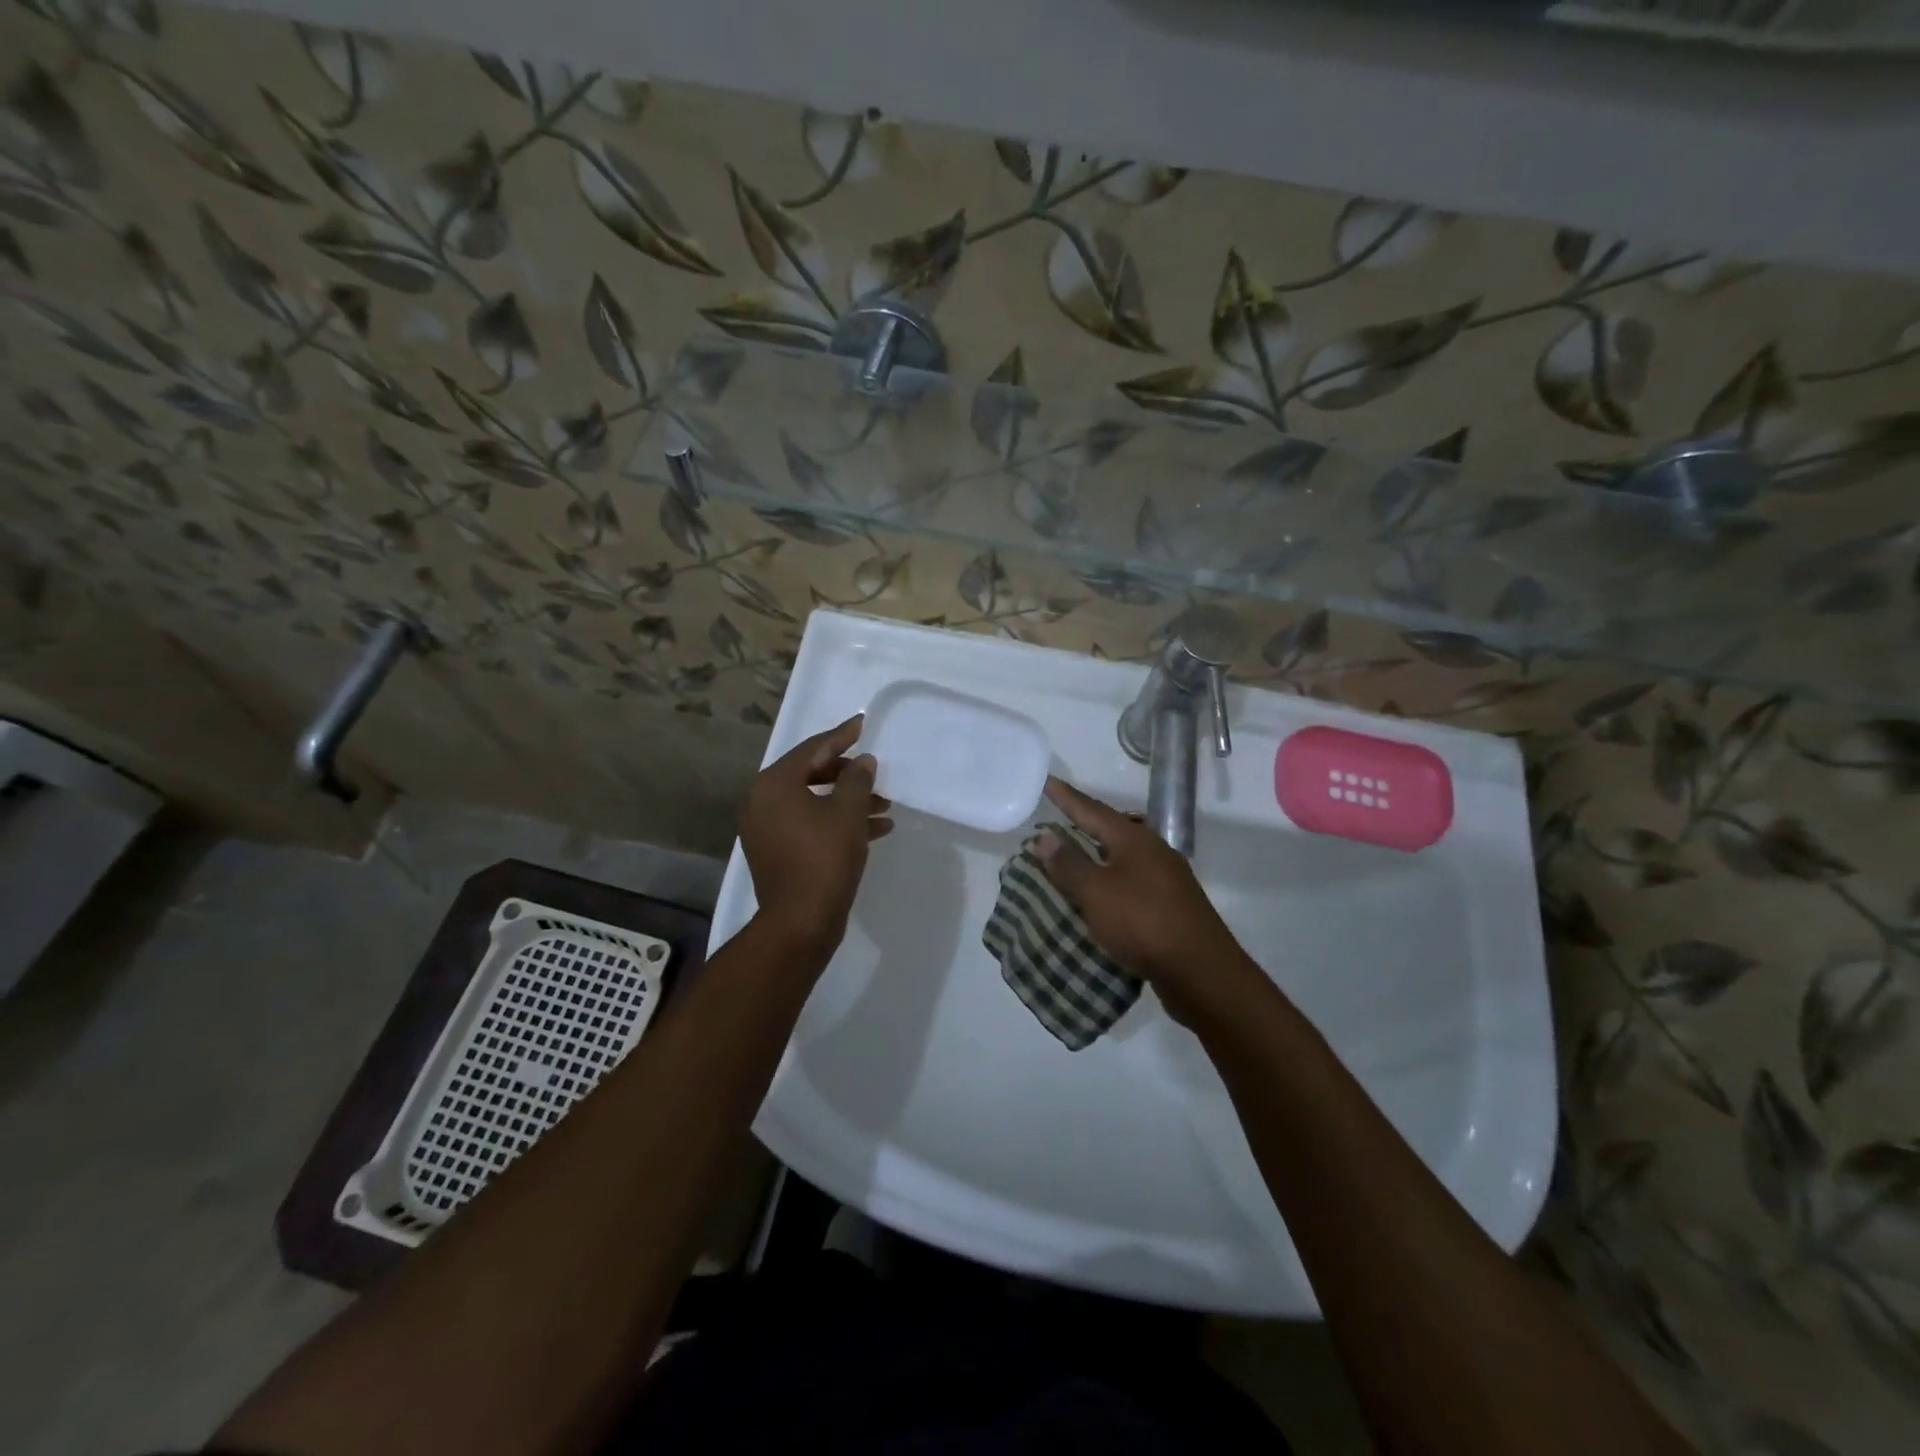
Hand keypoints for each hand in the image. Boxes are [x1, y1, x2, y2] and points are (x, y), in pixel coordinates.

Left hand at [740, 714, 892, 949]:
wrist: (800, 922)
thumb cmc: (824, 859)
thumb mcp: (848, 812)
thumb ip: (857, 779)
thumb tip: (862, 761)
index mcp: (773, 785)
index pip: (812, 749)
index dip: (841, 736)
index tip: (863, 724)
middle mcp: (762, 802)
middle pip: (810, 774)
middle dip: (848, 774)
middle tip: (874, 772)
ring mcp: (767, 829)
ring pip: (813, 802)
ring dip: (848, 801)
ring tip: (885, 805)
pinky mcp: (777, 852)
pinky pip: (810, 825)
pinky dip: (838, 823)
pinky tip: (876, 829)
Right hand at [1035, 776, 1251, 1021]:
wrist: (1200, 971)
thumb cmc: (1142, 923)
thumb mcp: (1095, 892)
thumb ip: (1068, 863)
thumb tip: (1044, 835)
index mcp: (1134, 839)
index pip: (1093, 810)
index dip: (1067, 798)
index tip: (1048, 781)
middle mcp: (1154, 850)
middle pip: (1114, 828)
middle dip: (1087, 821)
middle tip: (1061, 815)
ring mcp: (1167, 878)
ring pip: (1125, 854)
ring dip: (1099, 851)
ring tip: (1077, 852)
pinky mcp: (1172, 904)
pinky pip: (1133, 879)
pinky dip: (1111, 877)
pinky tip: (1103, 892)